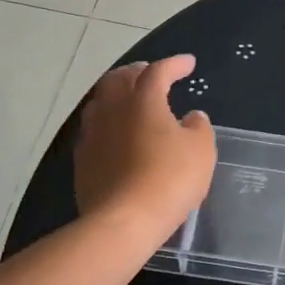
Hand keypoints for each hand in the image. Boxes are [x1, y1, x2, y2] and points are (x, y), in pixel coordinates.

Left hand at [75, 56, 216, 244]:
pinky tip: (116, 133)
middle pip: (120, 79)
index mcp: (144, 100)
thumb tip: (191, 117)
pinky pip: (94, 129)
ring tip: (130, 99)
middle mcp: (113, 109)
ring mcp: (92, 134)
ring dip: (117, 94)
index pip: (158, 71)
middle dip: (138, 72)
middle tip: (152, 74)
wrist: (124, 220)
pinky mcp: (82, 159)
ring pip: (101, 101)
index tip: (188, 64)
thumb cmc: (170, 179)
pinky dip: (108, 122)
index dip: (175, 64)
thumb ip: (199, 127)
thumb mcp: (201, 151)